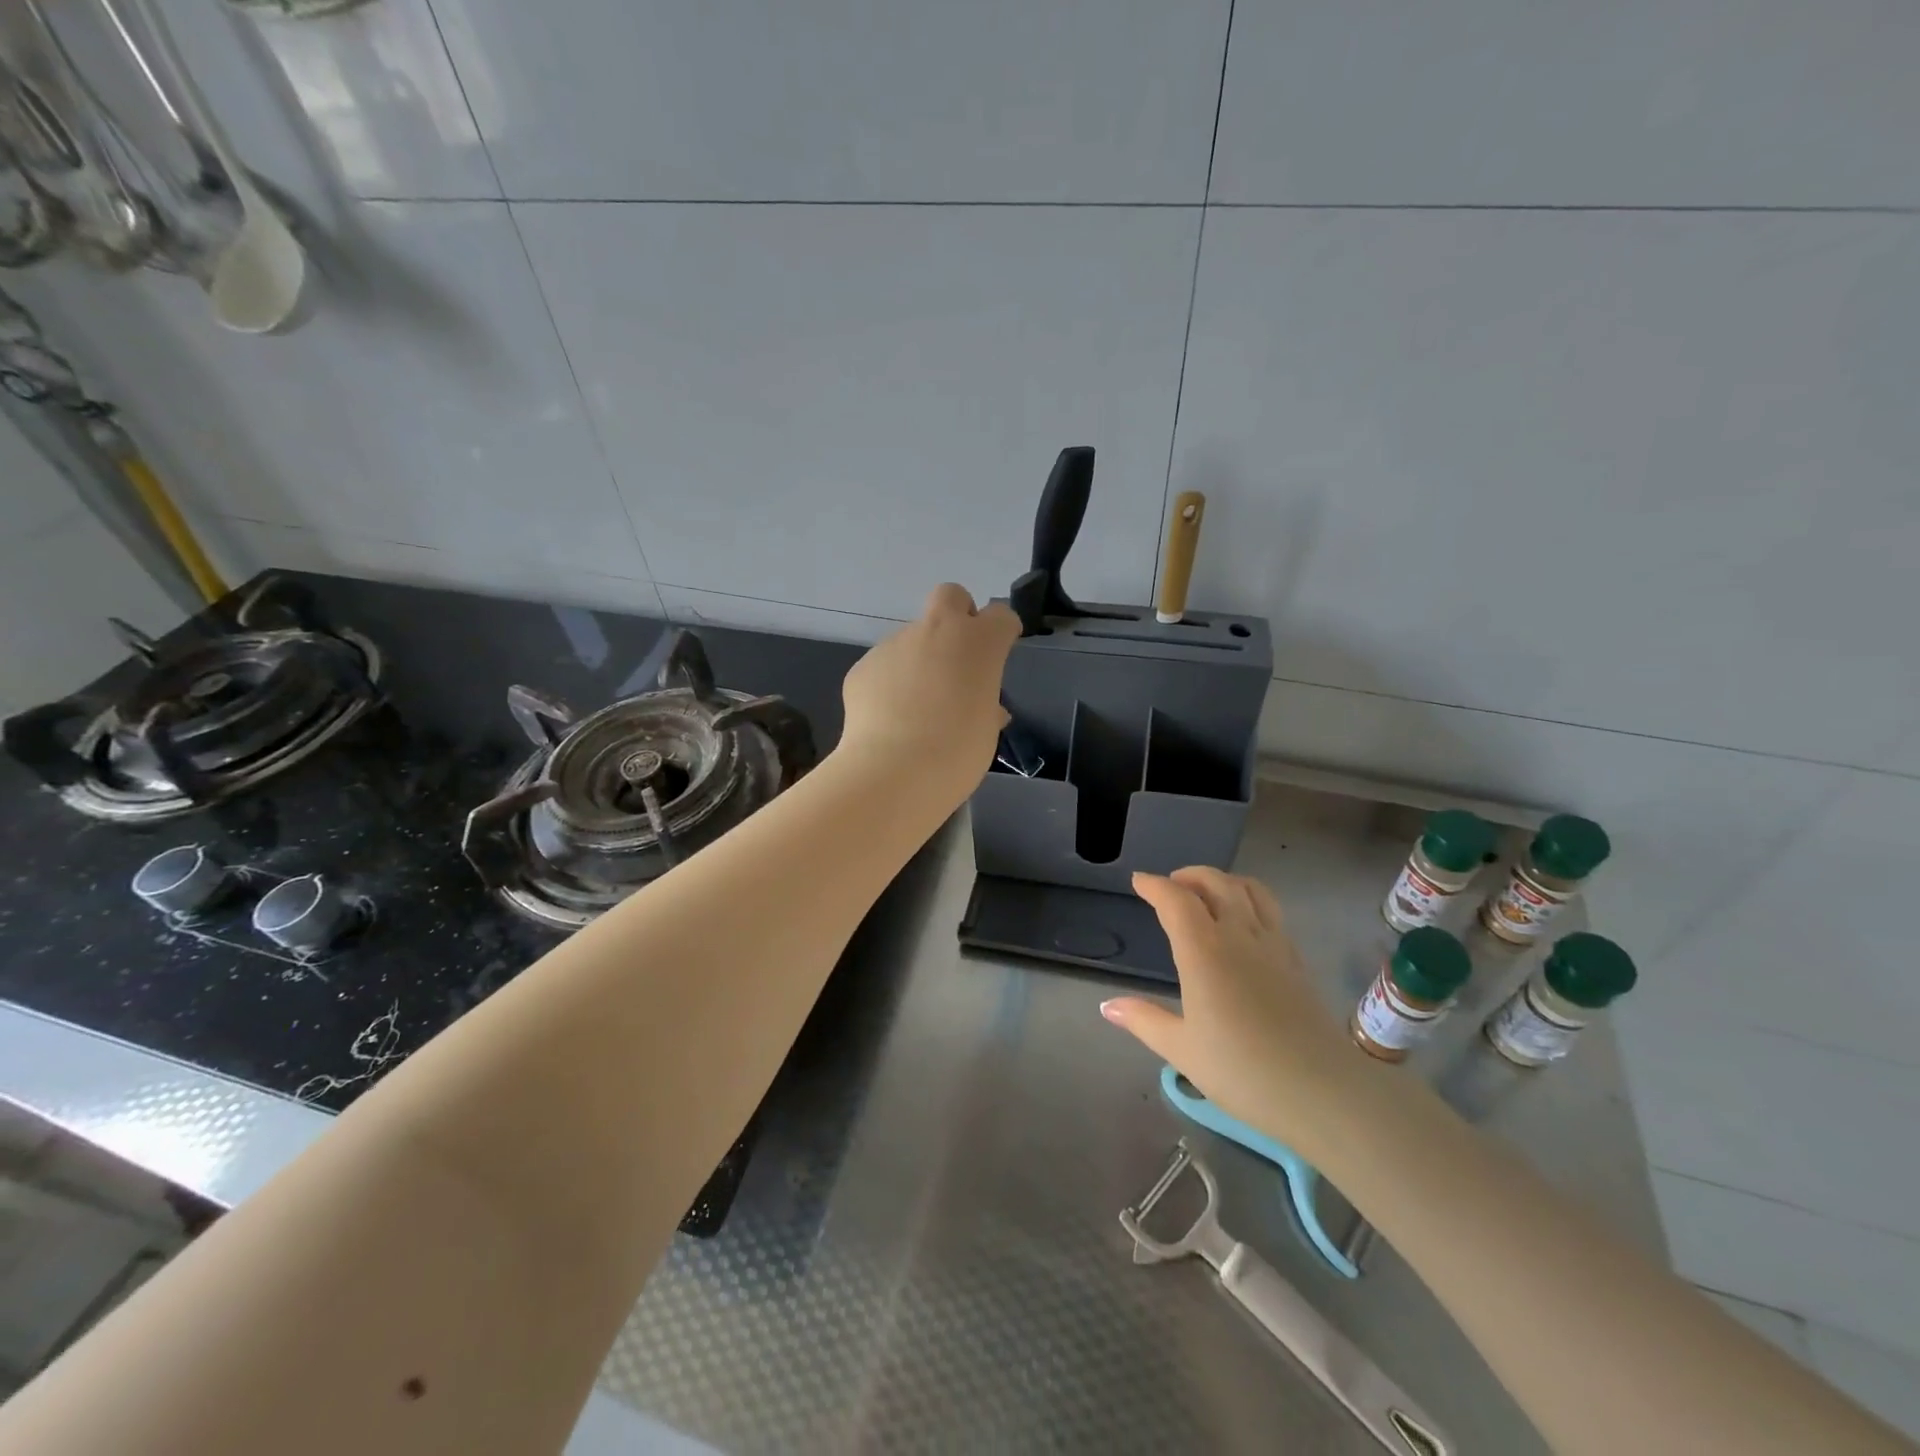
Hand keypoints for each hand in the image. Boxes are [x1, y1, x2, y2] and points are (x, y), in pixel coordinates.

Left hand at [837, 584, 1019, 802]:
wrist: (893, 771)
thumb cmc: (957, 753)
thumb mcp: (986, 731)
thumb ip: (986, 707)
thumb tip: (985, 708)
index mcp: (978, 643)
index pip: (1001, 616)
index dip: (1002, 631)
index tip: (1001, 650)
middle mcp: (936, 631)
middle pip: (950, 596)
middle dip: (957, 615)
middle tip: (957, 657)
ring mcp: (894, 644)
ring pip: (912, 637)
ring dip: (919, 660)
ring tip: (916, 707)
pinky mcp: (863, 666)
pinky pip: (884, 667)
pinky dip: (890, 684)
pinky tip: (889, 718)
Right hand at [1101, 869, 1364, 1157]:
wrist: (1323, 1093)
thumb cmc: (1243, 1072)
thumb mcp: (1182, 1049)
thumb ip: (1144, 1020)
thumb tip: (1107, 1006)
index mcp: (1204, 951)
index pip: (1176, 900)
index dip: (1154, 886)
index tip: (1139, 882)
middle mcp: (1239, 935)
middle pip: (1216, 883)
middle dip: (1189, 875)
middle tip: (1171, 884)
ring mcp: (1274, 945)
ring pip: (1250, 890)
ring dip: (1224, 880)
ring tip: (1208, 893)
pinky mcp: (1297, 960)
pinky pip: (1271, 911)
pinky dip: (1250, 900)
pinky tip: (1244, 924)